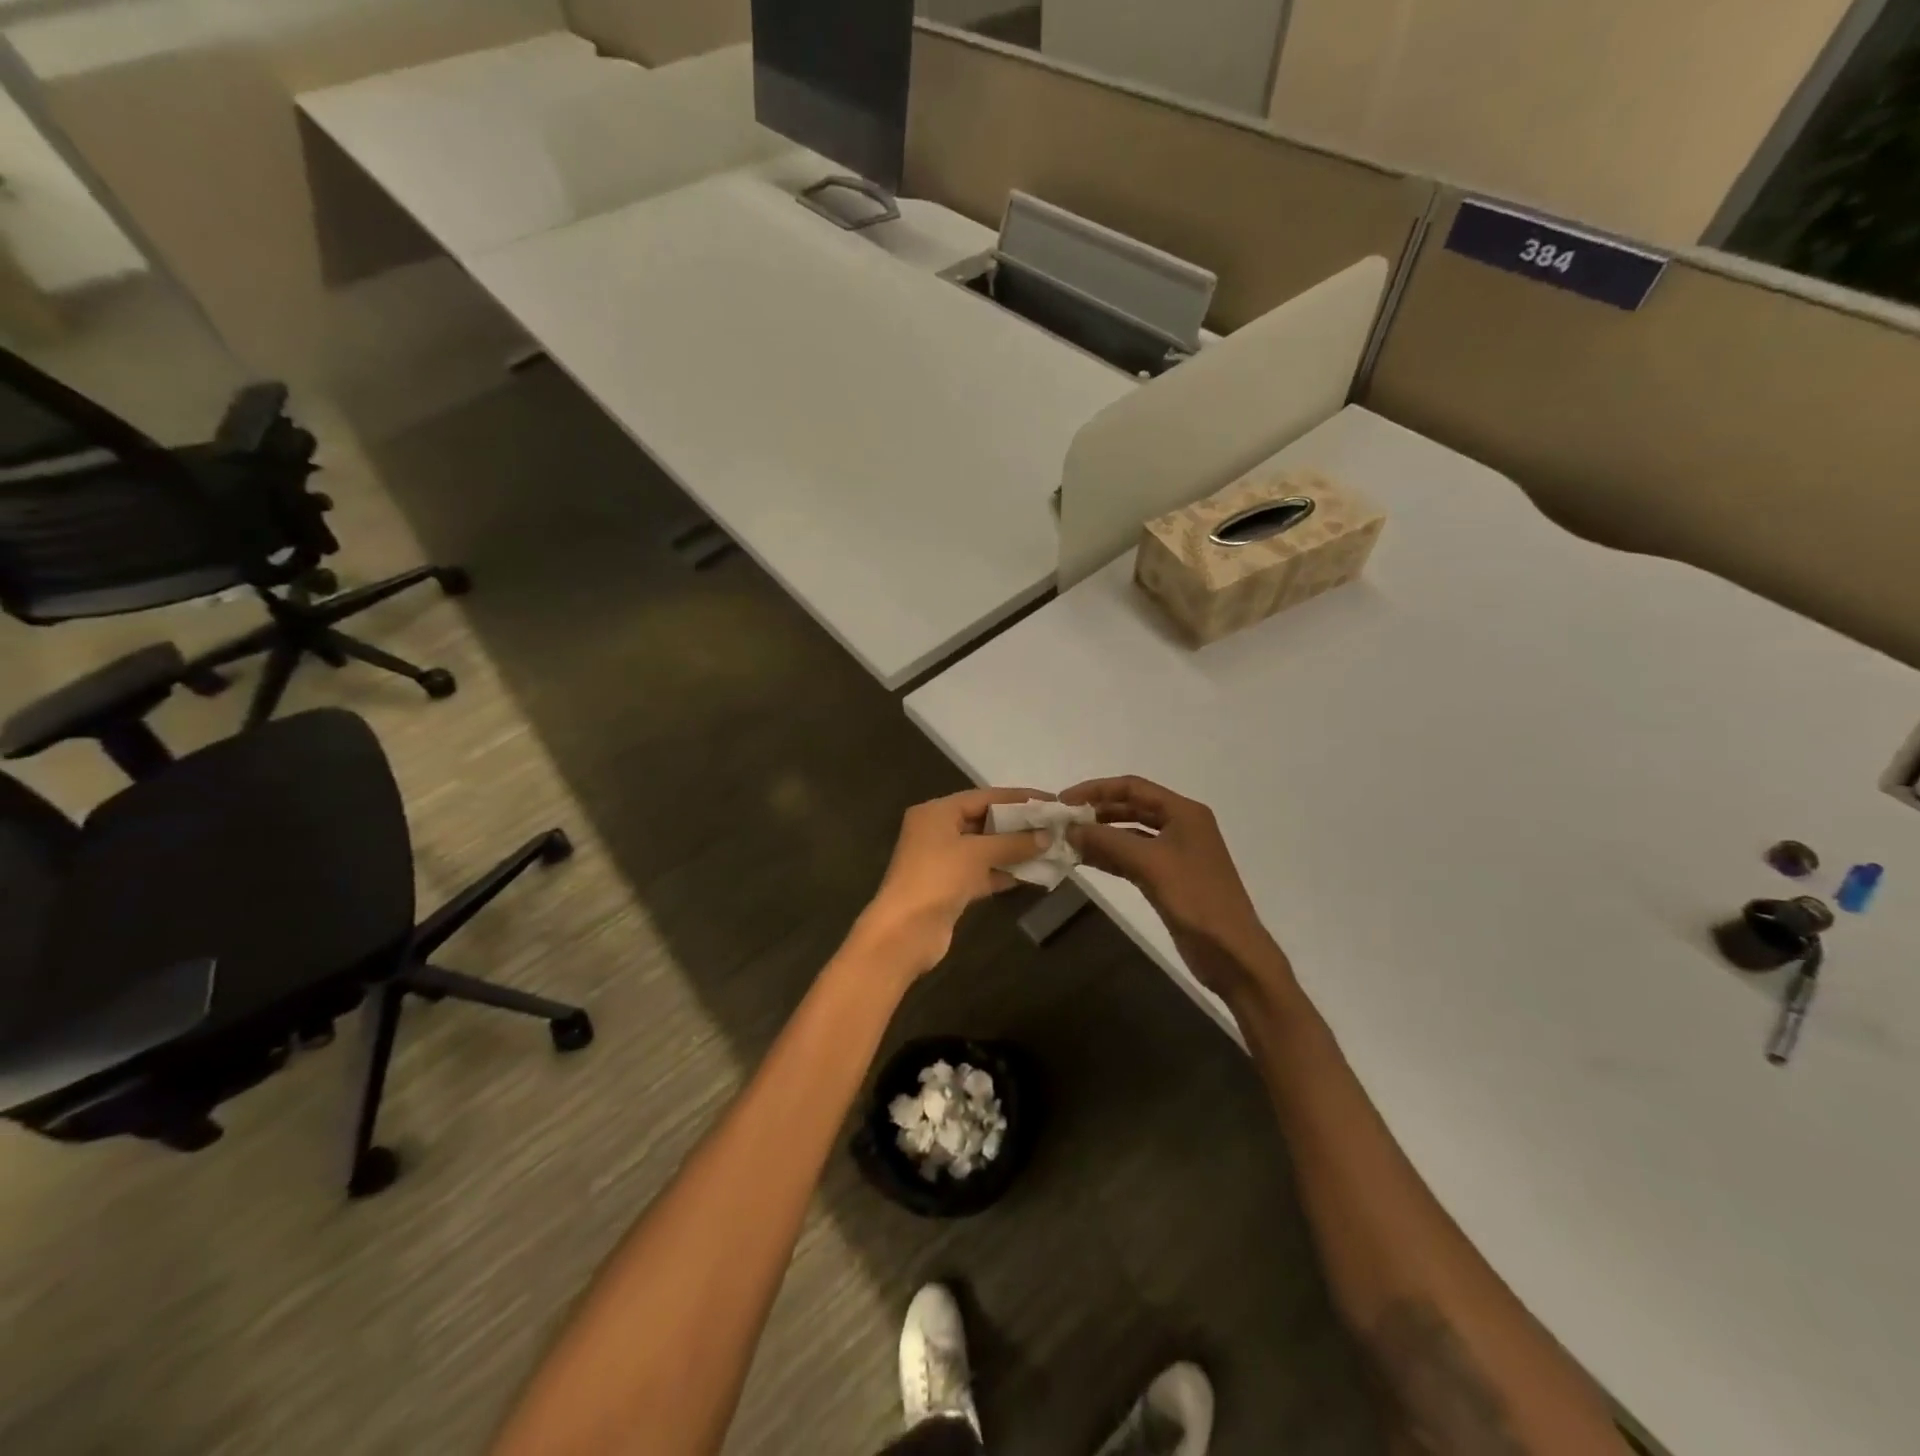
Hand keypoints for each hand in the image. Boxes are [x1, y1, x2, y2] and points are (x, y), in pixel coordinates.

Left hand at [853, 787, 1049, 977]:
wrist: (904, 932)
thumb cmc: (938, 879)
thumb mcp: (977, 853)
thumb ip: (1014, 842)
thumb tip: (1047, 836)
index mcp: (936, 812)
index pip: (984, 797)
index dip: (1018, 799)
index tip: (1050, 801)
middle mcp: (937, 831)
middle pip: (984, 821)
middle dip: (1018, 825)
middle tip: (1054, 826)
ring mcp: (943, 861)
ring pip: (985, 849)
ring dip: (1015, 850)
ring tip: (1051, 849)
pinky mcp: (950, 887)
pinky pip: (982, 872)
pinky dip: (1005, 872)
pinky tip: (1033, 874)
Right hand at [1060, 776, 1287, 999]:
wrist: (1231, 952)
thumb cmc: (1196, 898)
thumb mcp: (1150, 864)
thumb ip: (1108, 841)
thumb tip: (1070, 829)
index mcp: (1184, 812)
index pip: (1133, 787)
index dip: (1096, 789)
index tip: (1064, 800)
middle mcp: (1179, 826)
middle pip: (1130, 808)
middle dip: (1096, 812)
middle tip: (1062, 822)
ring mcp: (1173, 853)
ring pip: (1129, 834)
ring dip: (1100, 836)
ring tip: (1067, 841)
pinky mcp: (1166, 878)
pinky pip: (1131, 858)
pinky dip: (1109, 857)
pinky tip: (1083, 860)